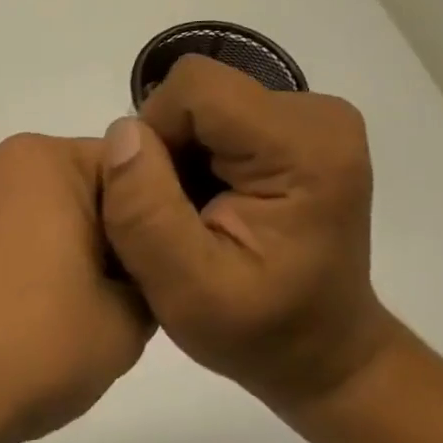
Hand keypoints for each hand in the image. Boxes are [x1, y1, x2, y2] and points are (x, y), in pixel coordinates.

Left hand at [0, 134, 153, 442]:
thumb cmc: (33, 347)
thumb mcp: (128, 322)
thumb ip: (146, 275)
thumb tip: (125, 270)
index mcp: (41, 162)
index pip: (125, 172)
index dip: (148, 222)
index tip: (147, 275)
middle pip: (66, 188)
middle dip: (91, 232)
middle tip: (101, 301)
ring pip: (18, 212)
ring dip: (39, 245)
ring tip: (39, 314)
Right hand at [99, 56, 401, 409]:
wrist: (321, 352)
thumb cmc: (259, 332)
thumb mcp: (185, 291)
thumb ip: (146, 213)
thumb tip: (121, 131)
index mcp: (304, 147)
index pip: (194, 90)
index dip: (156, 137)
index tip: (162, 202)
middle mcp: (316, 114)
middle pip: (195, 93)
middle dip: (165, 149)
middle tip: (175, 218)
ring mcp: (310, 118)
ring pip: (198, 103)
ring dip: (176, 156)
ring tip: (191, 216)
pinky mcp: (296, 128)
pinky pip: (213, 116)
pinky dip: (194, 157)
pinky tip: (206, 205)